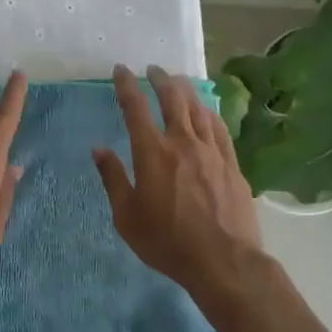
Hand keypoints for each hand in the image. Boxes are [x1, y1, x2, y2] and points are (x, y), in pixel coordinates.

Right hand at [94, 64, 261, 291]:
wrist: (224, 262)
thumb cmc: (167, 242)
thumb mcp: (127, 216)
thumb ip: (113, 178)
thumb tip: (99, 149)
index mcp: (152, 152)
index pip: (135, 107)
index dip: (126, 85)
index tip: (120, 70)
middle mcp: (182, 142)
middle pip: (172, 98)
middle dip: (160, 79)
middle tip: (153, 69)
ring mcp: (212, 151)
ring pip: (198, 108)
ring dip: (185, 90)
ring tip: (178, 81)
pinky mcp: (232, 164)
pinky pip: (220, 128)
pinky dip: (209, 112)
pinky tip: (207, 110)